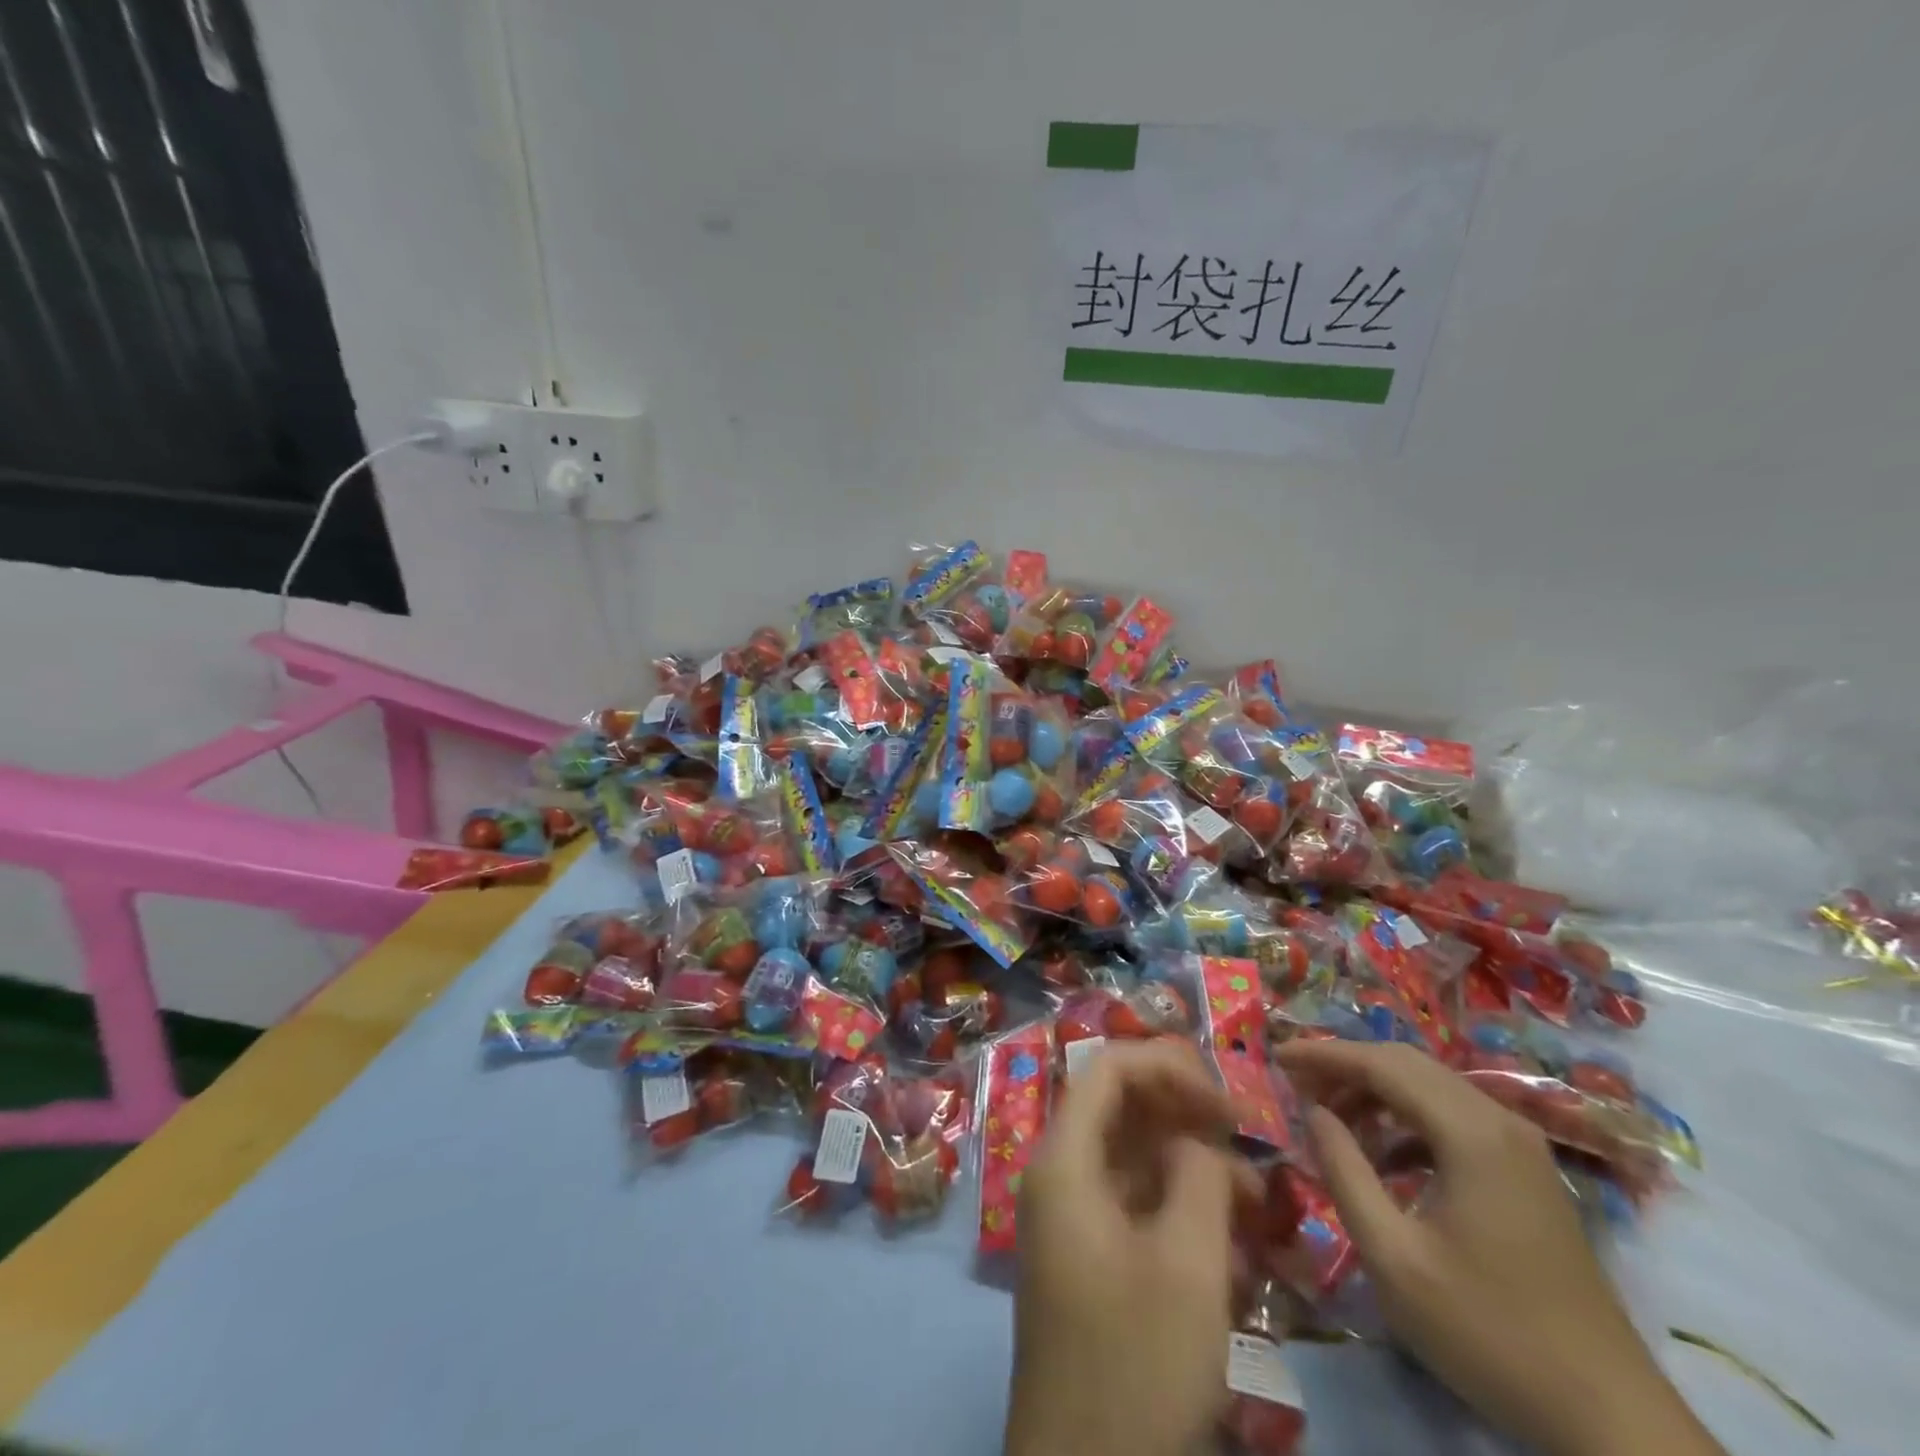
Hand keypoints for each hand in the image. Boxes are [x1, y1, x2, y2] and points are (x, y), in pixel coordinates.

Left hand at [1005, 1041, 1258, 1455]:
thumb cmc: (1135, 1368)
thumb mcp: (1187, 1267)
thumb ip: (1199, 1177)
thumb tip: (1201, 1140)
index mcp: (1064, 1160)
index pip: (1108, 1069)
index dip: (1168, 1066)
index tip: (1228, 1102)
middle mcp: (1059, 1175)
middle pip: (1118, 1106)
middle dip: (1183, 1110)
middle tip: (1245, 1138)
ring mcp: (1072, 1218)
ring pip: (1132, 1156)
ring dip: (1189, 1161)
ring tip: (1254, 1197)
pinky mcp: (1091, 1258)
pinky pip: (1135, 1202)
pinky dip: (1179, 1203)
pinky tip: (1229, 1234)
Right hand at [1277, 1040, 1724, 1455]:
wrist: (1610, 1417)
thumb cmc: (1490, 1332)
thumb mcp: (1393, 1257)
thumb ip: (1344, 1172)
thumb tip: (1314, 1112)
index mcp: (1470, 1132)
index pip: (1381, 1063)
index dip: (1323, 1054)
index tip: (1276, 1057)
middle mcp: (1499, 1120)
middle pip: (1407, 1063)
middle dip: (1346, 1066)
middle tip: (1296, 1082)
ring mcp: (1520, 1145)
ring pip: (1431, 1086)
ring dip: (1375, 1091)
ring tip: (1330, 1118)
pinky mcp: (1527, 1172)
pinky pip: (1454, 1116)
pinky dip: (1407, 1118)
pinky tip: (1383, 1154)